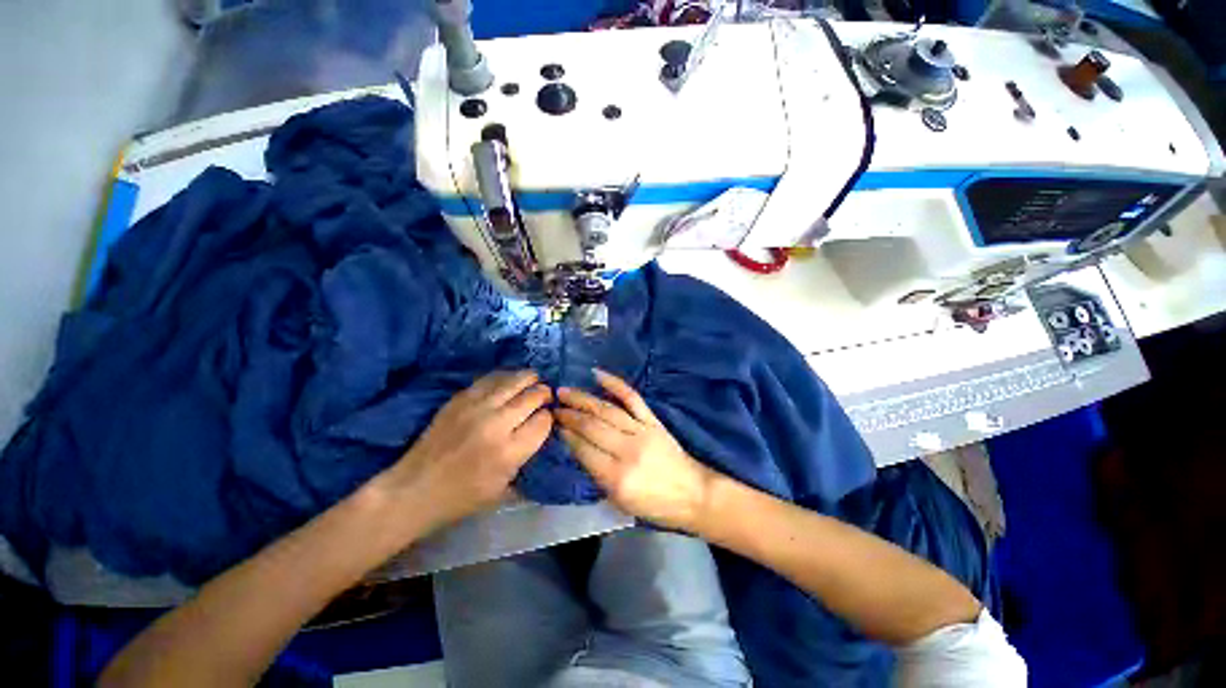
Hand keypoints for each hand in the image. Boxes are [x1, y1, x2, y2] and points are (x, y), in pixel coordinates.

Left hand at [383, 370, 553, 533]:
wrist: (415, 489)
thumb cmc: (462, 497)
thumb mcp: (504, 489)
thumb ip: (527, 460)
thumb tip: (542, 435)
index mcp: (509, 451)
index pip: (543, 421)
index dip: (549, 418)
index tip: (547, 419)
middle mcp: (496, 424)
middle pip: (532, 397)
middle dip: (544, 394)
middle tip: (546, 396)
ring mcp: (476, 407)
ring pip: (513, 381)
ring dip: (529, 379)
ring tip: (534, 380)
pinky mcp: (459, 399)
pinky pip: (490, 379)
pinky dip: (505, 377)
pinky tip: (510, 380)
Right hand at [555, 370, 714, 530]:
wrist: (693, 494)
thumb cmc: (655, 505)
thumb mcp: (620, 501)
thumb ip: (597, 475)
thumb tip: (577, 447)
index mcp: (617, 477)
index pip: (583, 450)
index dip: (566, 436)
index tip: (553, 424)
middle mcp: (627, 450)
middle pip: (592, 426)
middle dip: (569, 415)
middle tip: (553, 406)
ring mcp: (641, 431)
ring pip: (606, 410)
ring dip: (582, 399)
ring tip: (564, 392)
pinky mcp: (653, 420)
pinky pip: (632, 398)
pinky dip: (615, 384)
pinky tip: (597, 375)